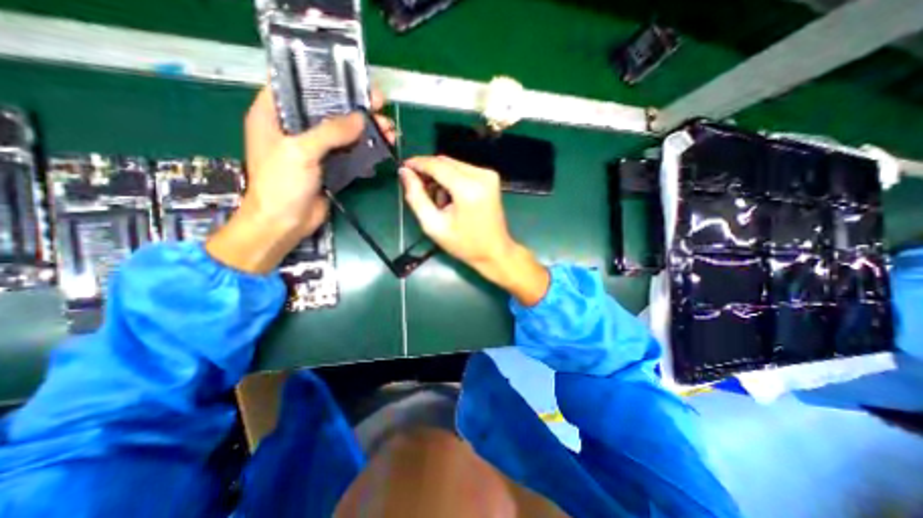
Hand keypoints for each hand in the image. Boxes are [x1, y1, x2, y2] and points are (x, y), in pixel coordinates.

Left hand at [207, 84, 394, 273]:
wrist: (285, 223)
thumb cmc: (281, 185)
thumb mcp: (300, 152)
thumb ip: (330, 132)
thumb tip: (361, 118)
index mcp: (274, 114)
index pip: (297, 84)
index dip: (324, 78)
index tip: (350, 78)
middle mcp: (295, 128)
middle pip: (328, 109)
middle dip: (355, 107)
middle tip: (379, 103)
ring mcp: (315, 149)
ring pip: (343, 132)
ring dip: (366, 129)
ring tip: (388, 128)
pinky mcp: (330, 166)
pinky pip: (350, 152)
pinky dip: (365, 149)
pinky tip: (382, 146)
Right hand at [400, 156, 545, 305]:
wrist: (495, 251)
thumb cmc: (464, 244)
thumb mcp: (434, 226)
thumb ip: (416, 197)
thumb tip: (404, 173)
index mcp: (468, 189)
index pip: (437, 165)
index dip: (418, 164)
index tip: (404, 167)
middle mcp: (481, 175)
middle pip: (445, 162)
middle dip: (428, 171)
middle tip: (418, 188)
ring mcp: (489, 175)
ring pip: (454, 164)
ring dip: (440, 177)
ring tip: (438, 201)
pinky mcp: (491, 177)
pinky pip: (464, 170)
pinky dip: (452, 179)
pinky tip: (451, 198)